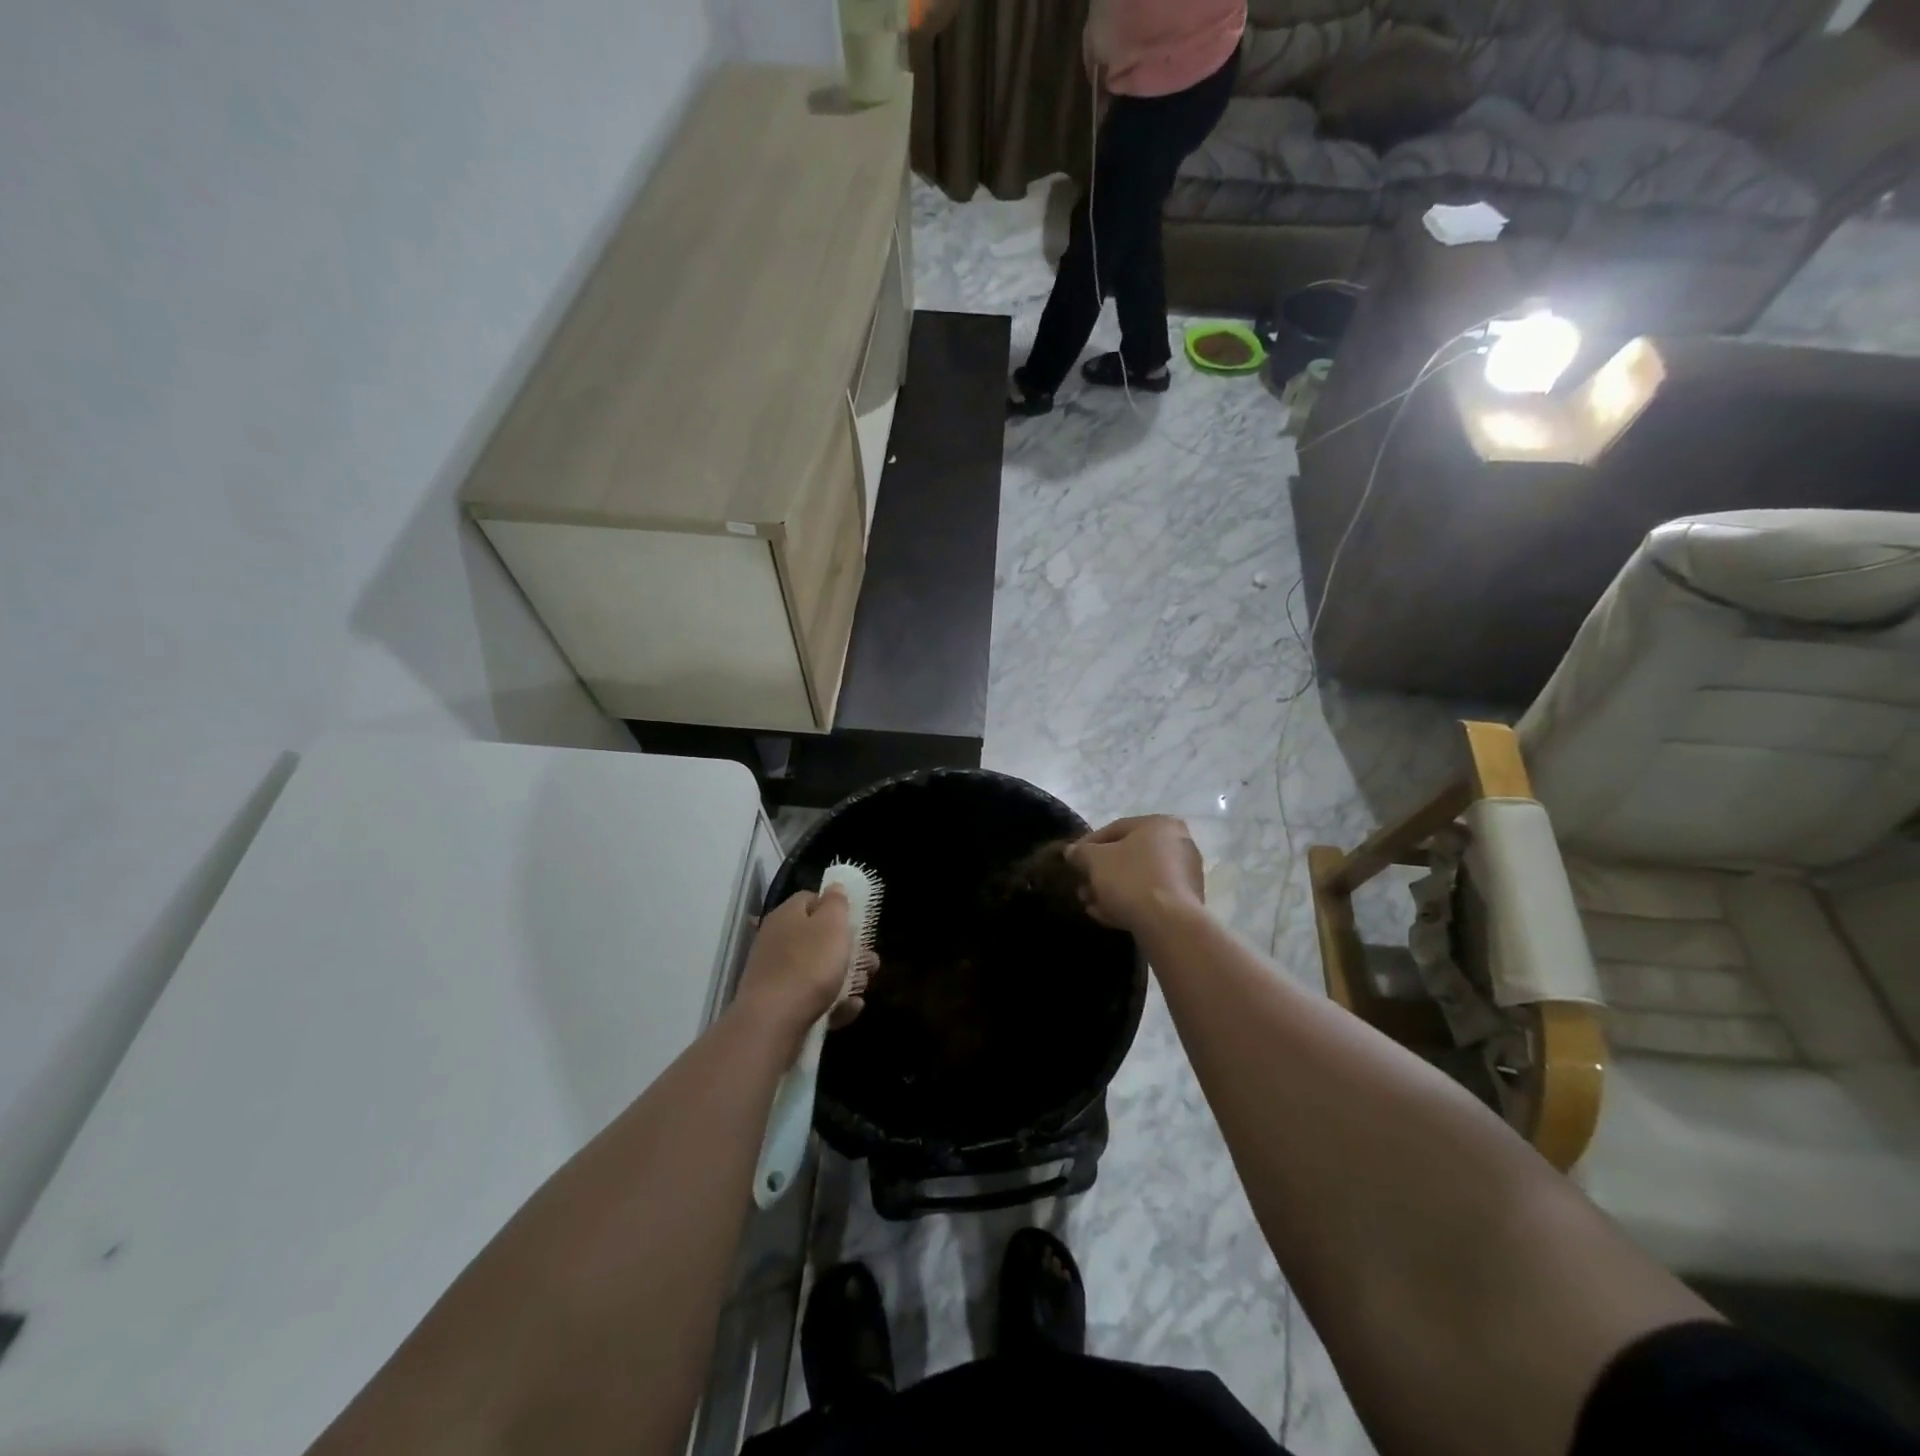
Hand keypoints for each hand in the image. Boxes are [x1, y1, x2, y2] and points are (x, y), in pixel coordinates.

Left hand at [734, 888, 864, 1038]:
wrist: (773, 1024)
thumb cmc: (808, 966)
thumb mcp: (831, 925)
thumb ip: (836, 903)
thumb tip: (834, 888)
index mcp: (787, 916)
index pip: (811, 899)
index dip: (836, 907)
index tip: (856, 922)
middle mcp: (778, 941)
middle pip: (819, 938)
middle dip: (849, 950)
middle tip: (870, 961)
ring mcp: (777, 975)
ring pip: (819, 970)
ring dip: (846, 978)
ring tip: (863, 987)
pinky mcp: (781, 1006)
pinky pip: (813, 998)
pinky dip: (833, 1003)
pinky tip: (850, 1009)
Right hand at [1067, 816, 1205, 934]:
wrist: (1169, 924)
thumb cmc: (1131, 880)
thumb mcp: (1095, 861)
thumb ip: (1080, 852)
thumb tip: (1072, 852)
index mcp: (1160, 824)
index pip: (1114, 829)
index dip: (1088, 845)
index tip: (1072, 861)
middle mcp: (1178, 844)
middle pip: (1128, 856)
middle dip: (1100, 873)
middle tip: (1082, 887)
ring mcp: (1186, 874)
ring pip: (1138, 878)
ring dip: (1111, 890)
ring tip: (1090, 905)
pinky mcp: (1187, 902)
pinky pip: (1151, 897)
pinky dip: (1129, 902)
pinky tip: (1107, 916)